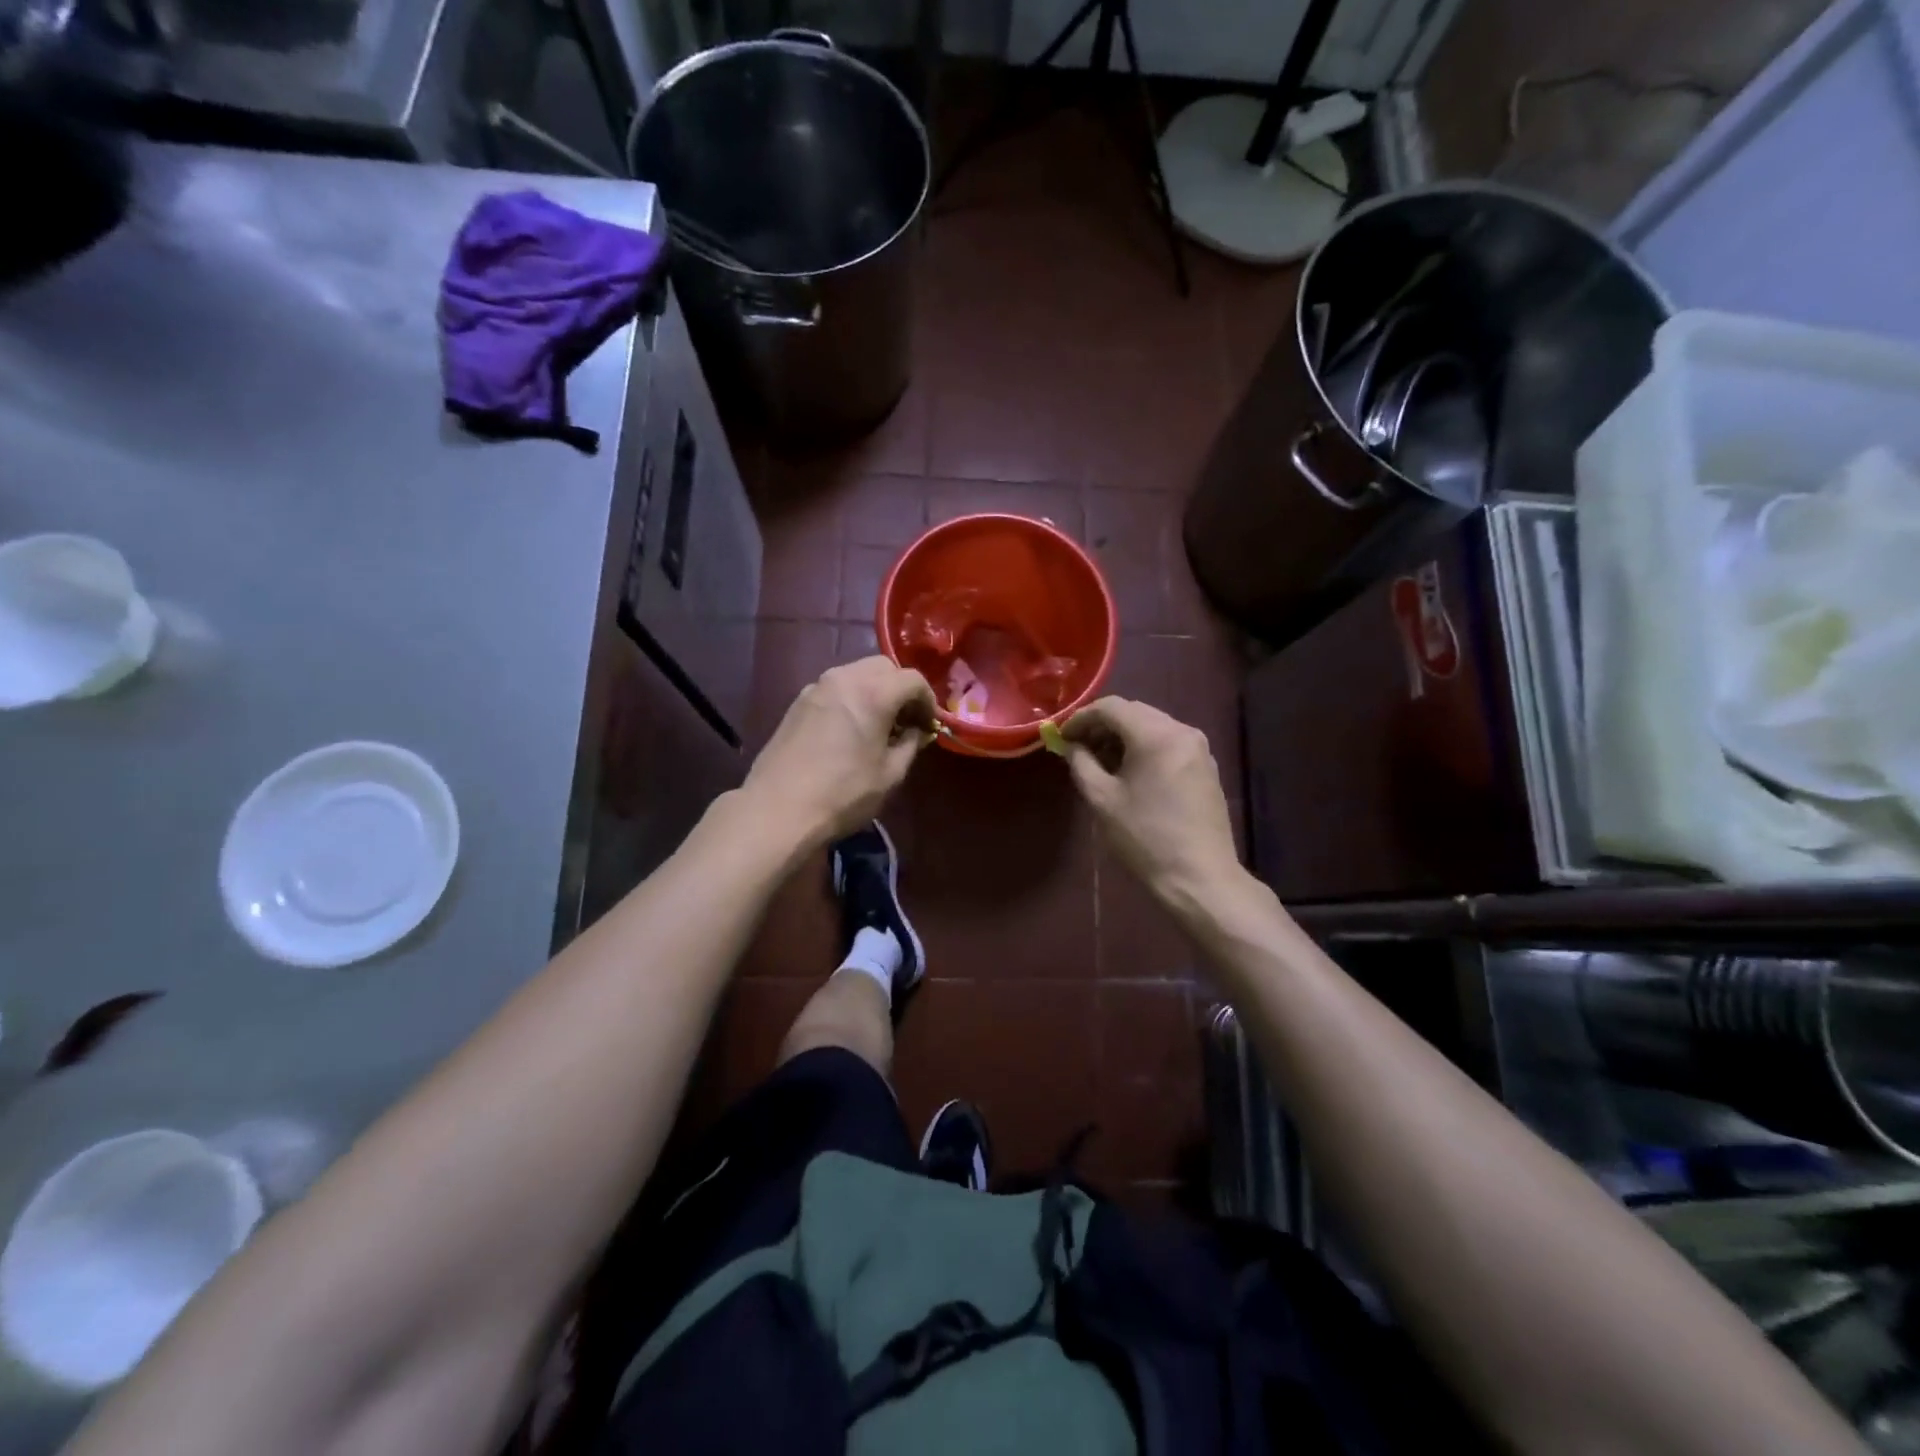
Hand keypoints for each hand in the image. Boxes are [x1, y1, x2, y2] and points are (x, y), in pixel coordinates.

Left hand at [744, 656, 936, 847]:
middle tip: (906, 721)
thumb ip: (910, 744)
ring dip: (875, 691)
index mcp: (873, 692)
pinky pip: (836, 688)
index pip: (913, 679)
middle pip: (883, 667)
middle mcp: (844, 678)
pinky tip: (850, 729)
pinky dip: (852, 698)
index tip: (929, 725)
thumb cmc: (843, 793)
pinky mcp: (798, 702)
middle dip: (901, 689)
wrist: (778, 809)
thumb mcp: (890, 774)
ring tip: (878, 725)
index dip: (928, 700)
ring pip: (857, 673)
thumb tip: (916, 731)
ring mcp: (816, 687)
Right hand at [1060, 697, 1240, 906]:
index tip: (1061, 737)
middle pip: (1134, 712)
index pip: (1111, 707)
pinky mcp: (1206, 766)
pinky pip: (1168, 742)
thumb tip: (1071, 746)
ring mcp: (1198, 748)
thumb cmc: (1145, 838)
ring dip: (1123, 736)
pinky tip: (1129, 773)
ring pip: (1152, 726)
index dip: (1081, 717)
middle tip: (1077, 748)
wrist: (1199, 877)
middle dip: (1102, 725)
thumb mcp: (1102, 799)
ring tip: (1100, 763)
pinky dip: (1144, 747)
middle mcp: (1182, 731)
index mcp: (1156, 735)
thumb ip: (1081, 764)